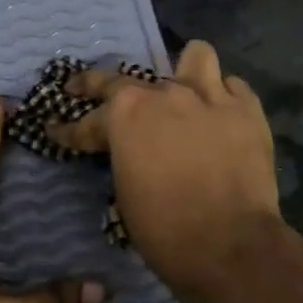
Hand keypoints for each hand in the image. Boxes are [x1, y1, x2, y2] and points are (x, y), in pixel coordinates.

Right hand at [47, 41, 283, 302]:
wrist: (229, 245)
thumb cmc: (164, 229)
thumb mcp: (125, 193)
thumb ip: (124, 158)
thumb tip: (131, 155)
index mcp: (124, 115)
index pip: (85, 121)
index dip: (67, 130)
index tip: (55, 130)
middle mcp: (163, 94)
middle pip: (125, 80)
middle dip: (97, 87)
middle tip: (85, 91)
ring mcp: (209, 96)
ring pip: (195, 57)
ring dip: (184, 72)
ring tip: (183, 87)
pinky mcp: (247, 110)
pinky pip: (233, 87)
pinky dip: (223, 98)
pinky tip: (219, 115)